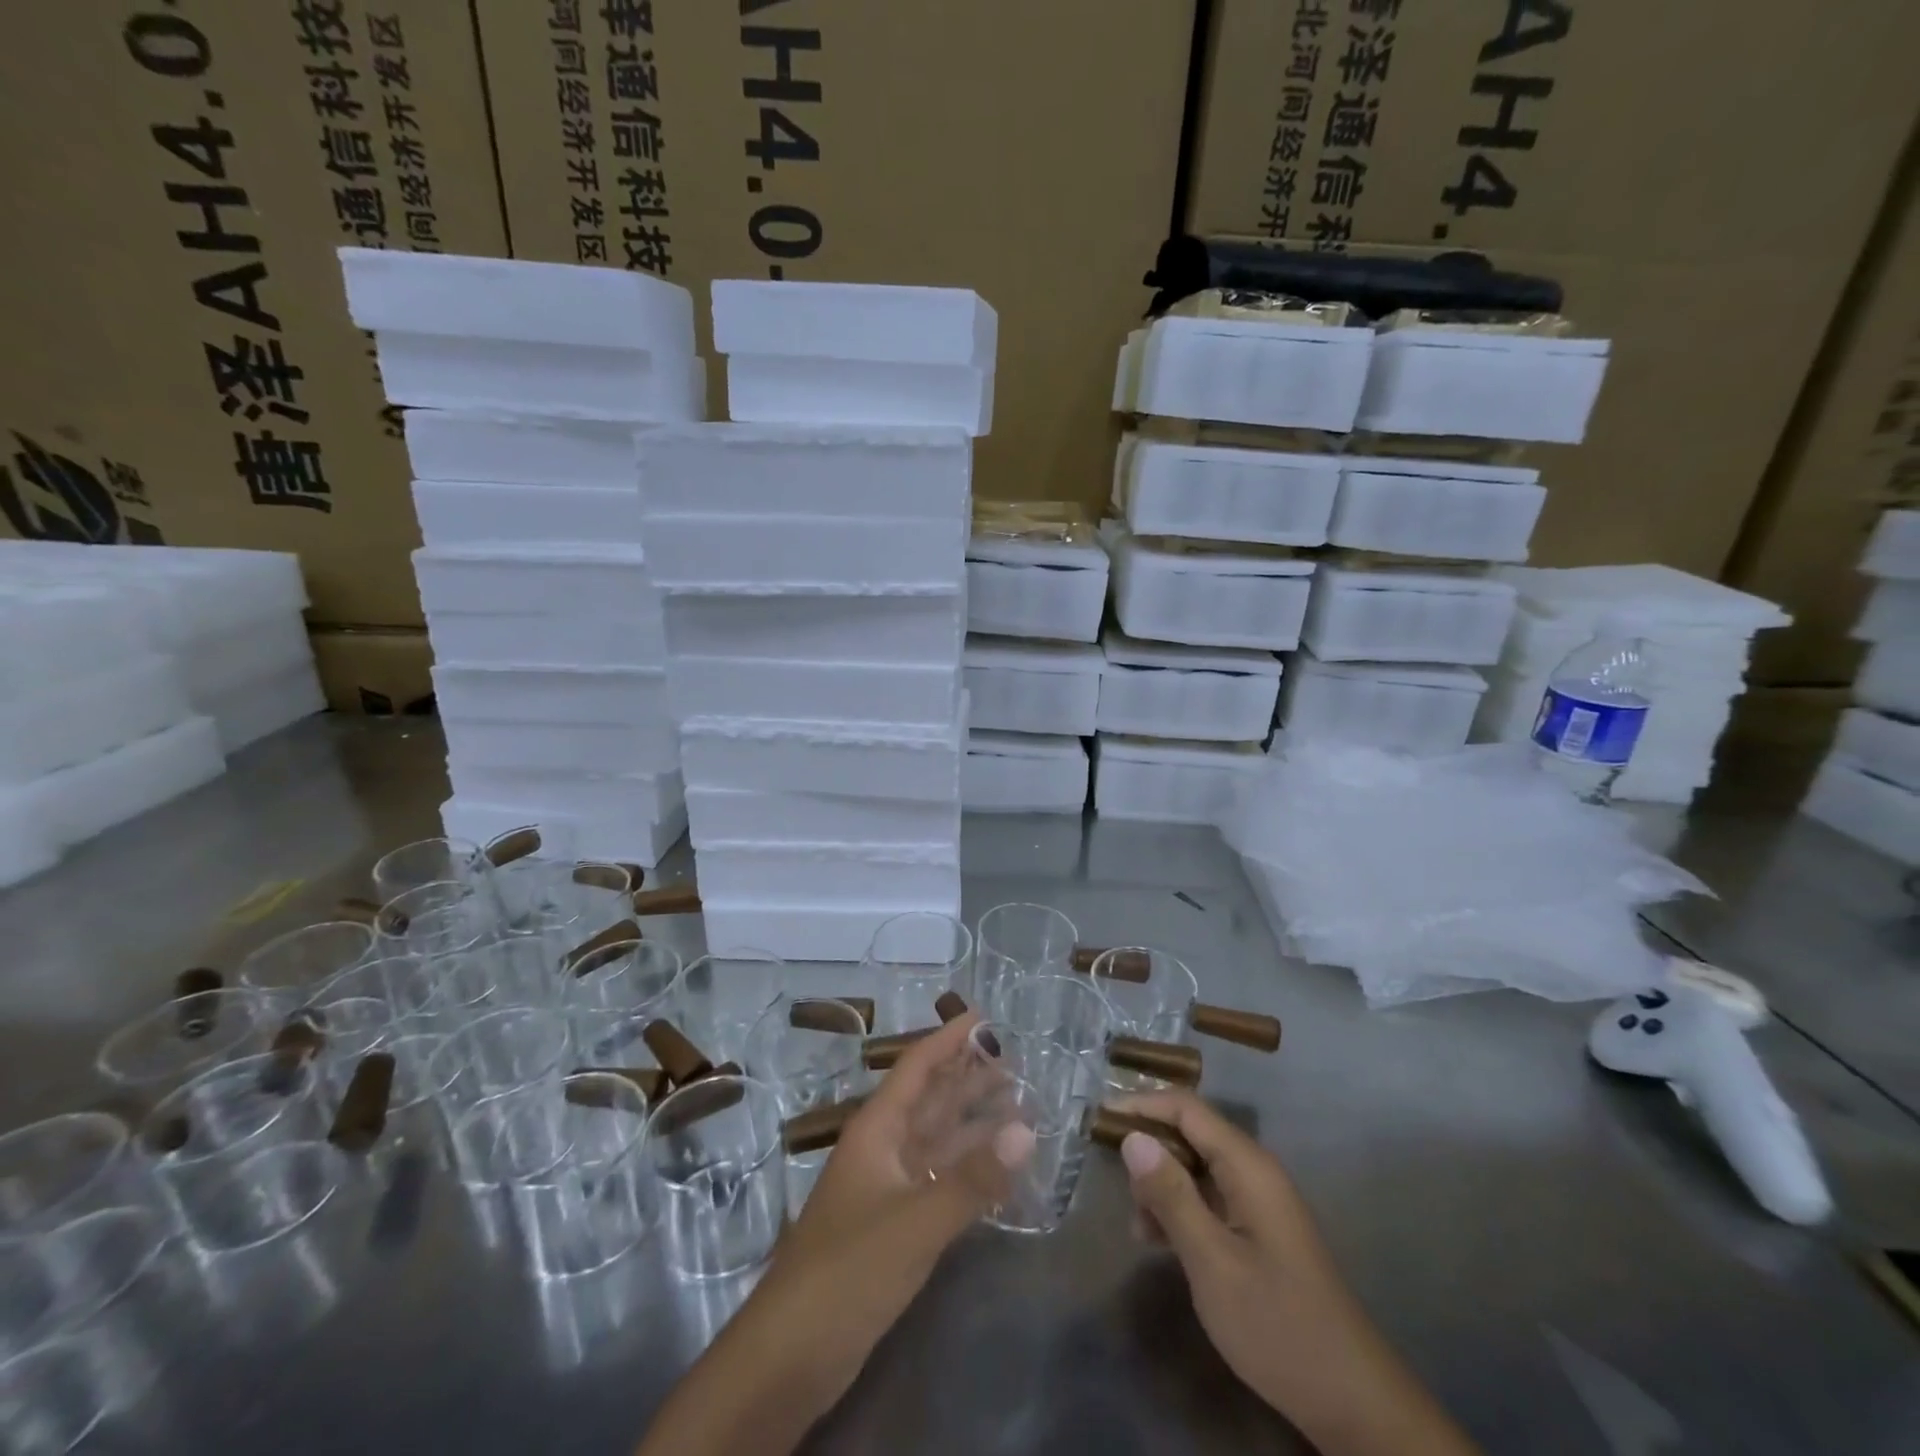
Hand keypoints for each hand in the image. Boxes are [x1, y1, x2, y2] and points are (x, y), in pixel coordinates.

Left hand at [639, 1013, 1033, 1455]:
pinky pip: (940, 1179)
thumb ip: (974, 1179)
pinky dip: (969, 1168)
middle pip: (931, 1099)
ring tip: (1019, 1103)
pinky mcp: (896, 1225)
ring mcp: (889, 1187)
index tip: (985, 1017)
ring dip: (974, 1121)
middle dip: (969, 1077)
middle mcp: (884, 1148)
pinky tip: (999, 1167)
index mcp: (877, 1129)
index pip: (916, 1067)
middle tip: (1017, 1059)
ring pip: (938, 1139)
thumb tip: (1028, 1130)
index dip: (948, 1040)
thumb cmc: (848, 1269)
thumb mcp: (915, 1221)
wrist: (790, 1354)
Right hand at [1117, 1089, 1480, 1455]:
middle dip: (1149, 1151)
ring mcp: (1258, 1202)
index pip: (1186, 1108)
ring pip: (1196, 1169)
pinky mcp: (1258, 1231)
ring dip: (1162, 1187)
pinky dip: (1180, 1210)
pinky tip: (1160, 1242)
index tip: (1098, 1118)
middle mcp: (1254, 1172)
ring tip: (1138, 1227)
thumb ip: (1171, 1195)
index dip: (1141, 1104)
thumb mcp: (1212, 1261)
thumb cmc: (1276, 1324)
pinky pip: (1209, 1199)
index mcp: (1247, 1166)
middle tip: (1118, 1187)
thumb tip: (1132, 1136)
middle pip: (1190, 1134)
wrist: (1350, 1401)